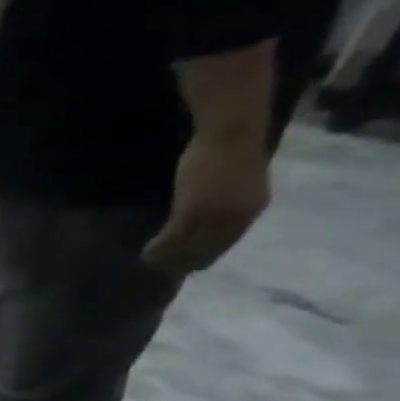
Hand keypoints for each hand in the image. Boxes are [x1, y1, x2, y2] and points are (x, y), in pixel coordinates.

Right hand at [143, 131, 270, 274]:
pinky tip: (147, 251)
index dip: (202, 257)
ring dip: (168, 257)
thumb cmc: (232, 149)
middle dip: (184, 261)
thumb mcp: (237, 181)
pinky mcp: (192, 211)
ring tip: (150, 261)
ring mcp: (215, 215)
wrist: (232, 132)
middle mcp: (236, 218)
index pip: (224, 244)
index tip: (184, 265)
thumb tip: (206, 217)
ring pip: (189, 247)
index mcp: (251, 210)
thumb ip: (225, 201)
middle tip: (162, 268)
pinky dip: (159, 247)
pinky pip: (174, 238)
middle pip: (207, 250)